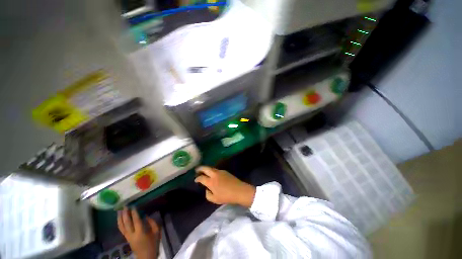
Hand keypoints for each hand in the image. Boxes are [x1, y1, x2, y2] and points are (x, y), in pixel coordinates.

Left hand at [117, 207, 160, 258]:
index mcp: (141, 233)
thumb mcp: (156, 232)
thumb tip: (146, 216)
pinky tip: (120, 219)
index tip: (133, 205)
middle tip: (124, 206)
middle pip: (126, 223)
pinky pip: (122, 229)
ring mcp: (128, 237)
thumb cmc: (153, 244)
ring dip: (120, 218)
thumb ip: (152, 223)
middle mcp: (132, 234)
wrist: (146, 257)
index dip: (134, 213)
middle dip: (125, 214)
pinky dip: (120, 223)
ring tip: (119, 211)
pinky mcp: (126, 238)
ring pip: (121, 226)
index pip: (136, 221)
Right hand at [194, 166, 255, 207]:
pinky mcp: (225, 171)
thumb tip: (207, 189)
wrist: (239, 190)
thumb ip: (208, 194)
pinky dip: (212, 170)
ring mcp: (220, 171)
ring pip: (211, 168)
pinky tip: (212, 174)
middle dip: (200, 168)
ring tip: (204, 172)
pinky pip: (216, 169)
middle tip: (196, 170)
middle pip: (205, 168)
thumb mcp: (215, 199)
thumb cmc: (226, 196)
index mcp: (211, 181)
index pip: (201, 178)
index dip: (197, 178)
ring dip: (206, 169)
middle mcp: (214, 174)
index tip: (195, 180)